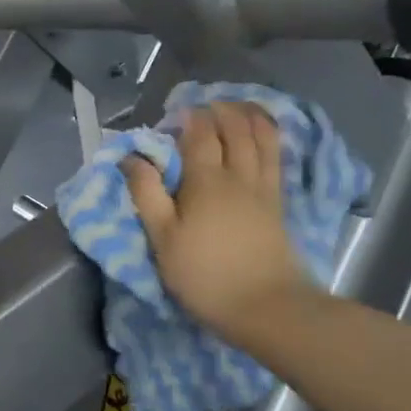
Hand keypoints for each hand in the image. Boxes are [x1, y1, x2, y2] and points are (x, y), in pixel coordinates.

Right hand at [122, 103, 317, 342]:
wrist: (266, 307)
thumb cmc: (204, 276)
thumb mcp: (163, 239)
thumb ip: (147, 195)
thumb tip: (131, 158)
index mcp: (206, 182)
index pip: (200, 135)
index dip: (191, 117)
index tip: (179, 111)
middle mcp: (239, 176)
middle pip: (236, 129)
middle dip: (222, 110)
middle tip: (208, 103)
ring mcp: (264, 189)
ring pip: (262, 138)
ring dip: (251, 116)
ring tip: (240, 106)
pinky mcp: (279, 205)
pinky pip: (277, 158)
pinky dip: (271, 138)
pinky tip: (266, 136)